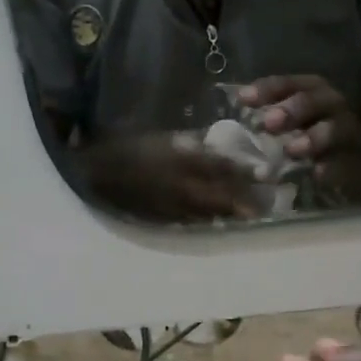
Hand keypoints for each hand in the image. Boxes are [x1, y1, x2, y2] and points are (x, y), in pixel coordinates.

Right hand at [81, 133, 260, 222]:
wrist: (93, 174)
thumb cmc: (125, 148)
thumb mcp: (159, 138)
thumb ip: (188, 142)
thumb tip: (212, 143)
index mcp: (181, 160)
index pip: (220, 166)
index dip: (244, 170)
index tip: (266, 172)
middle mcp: (181, 186)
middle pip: (221, 196)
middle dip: (244, 201)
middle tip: (264, 204)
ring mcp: (173, 206)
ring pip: (209, 213)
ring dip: (230, 214)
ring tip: (250, 215)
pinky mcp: (163, 219)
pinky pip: (192, 222)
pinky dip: (208, 221)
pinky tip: (218, 221)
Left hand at [242, 75, 360, 159]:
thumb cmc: (314, 131)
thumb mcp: (293, 119)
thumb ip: (270, 117)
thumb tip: (237, 119)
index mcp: (311, 89)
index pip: (288, 83)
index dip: (267, 89)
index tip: (244, 99)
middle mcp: (331, 104)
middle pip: (312, 101)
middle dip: (291, 110)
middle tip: (269, 124)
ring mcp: (347, 130)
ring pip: (335, 129)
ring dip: (313, 137)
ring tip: (293, 150)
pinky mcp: (358, 157)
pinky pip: (347, 160)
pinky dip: (333, 167)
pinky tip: (318, 173)